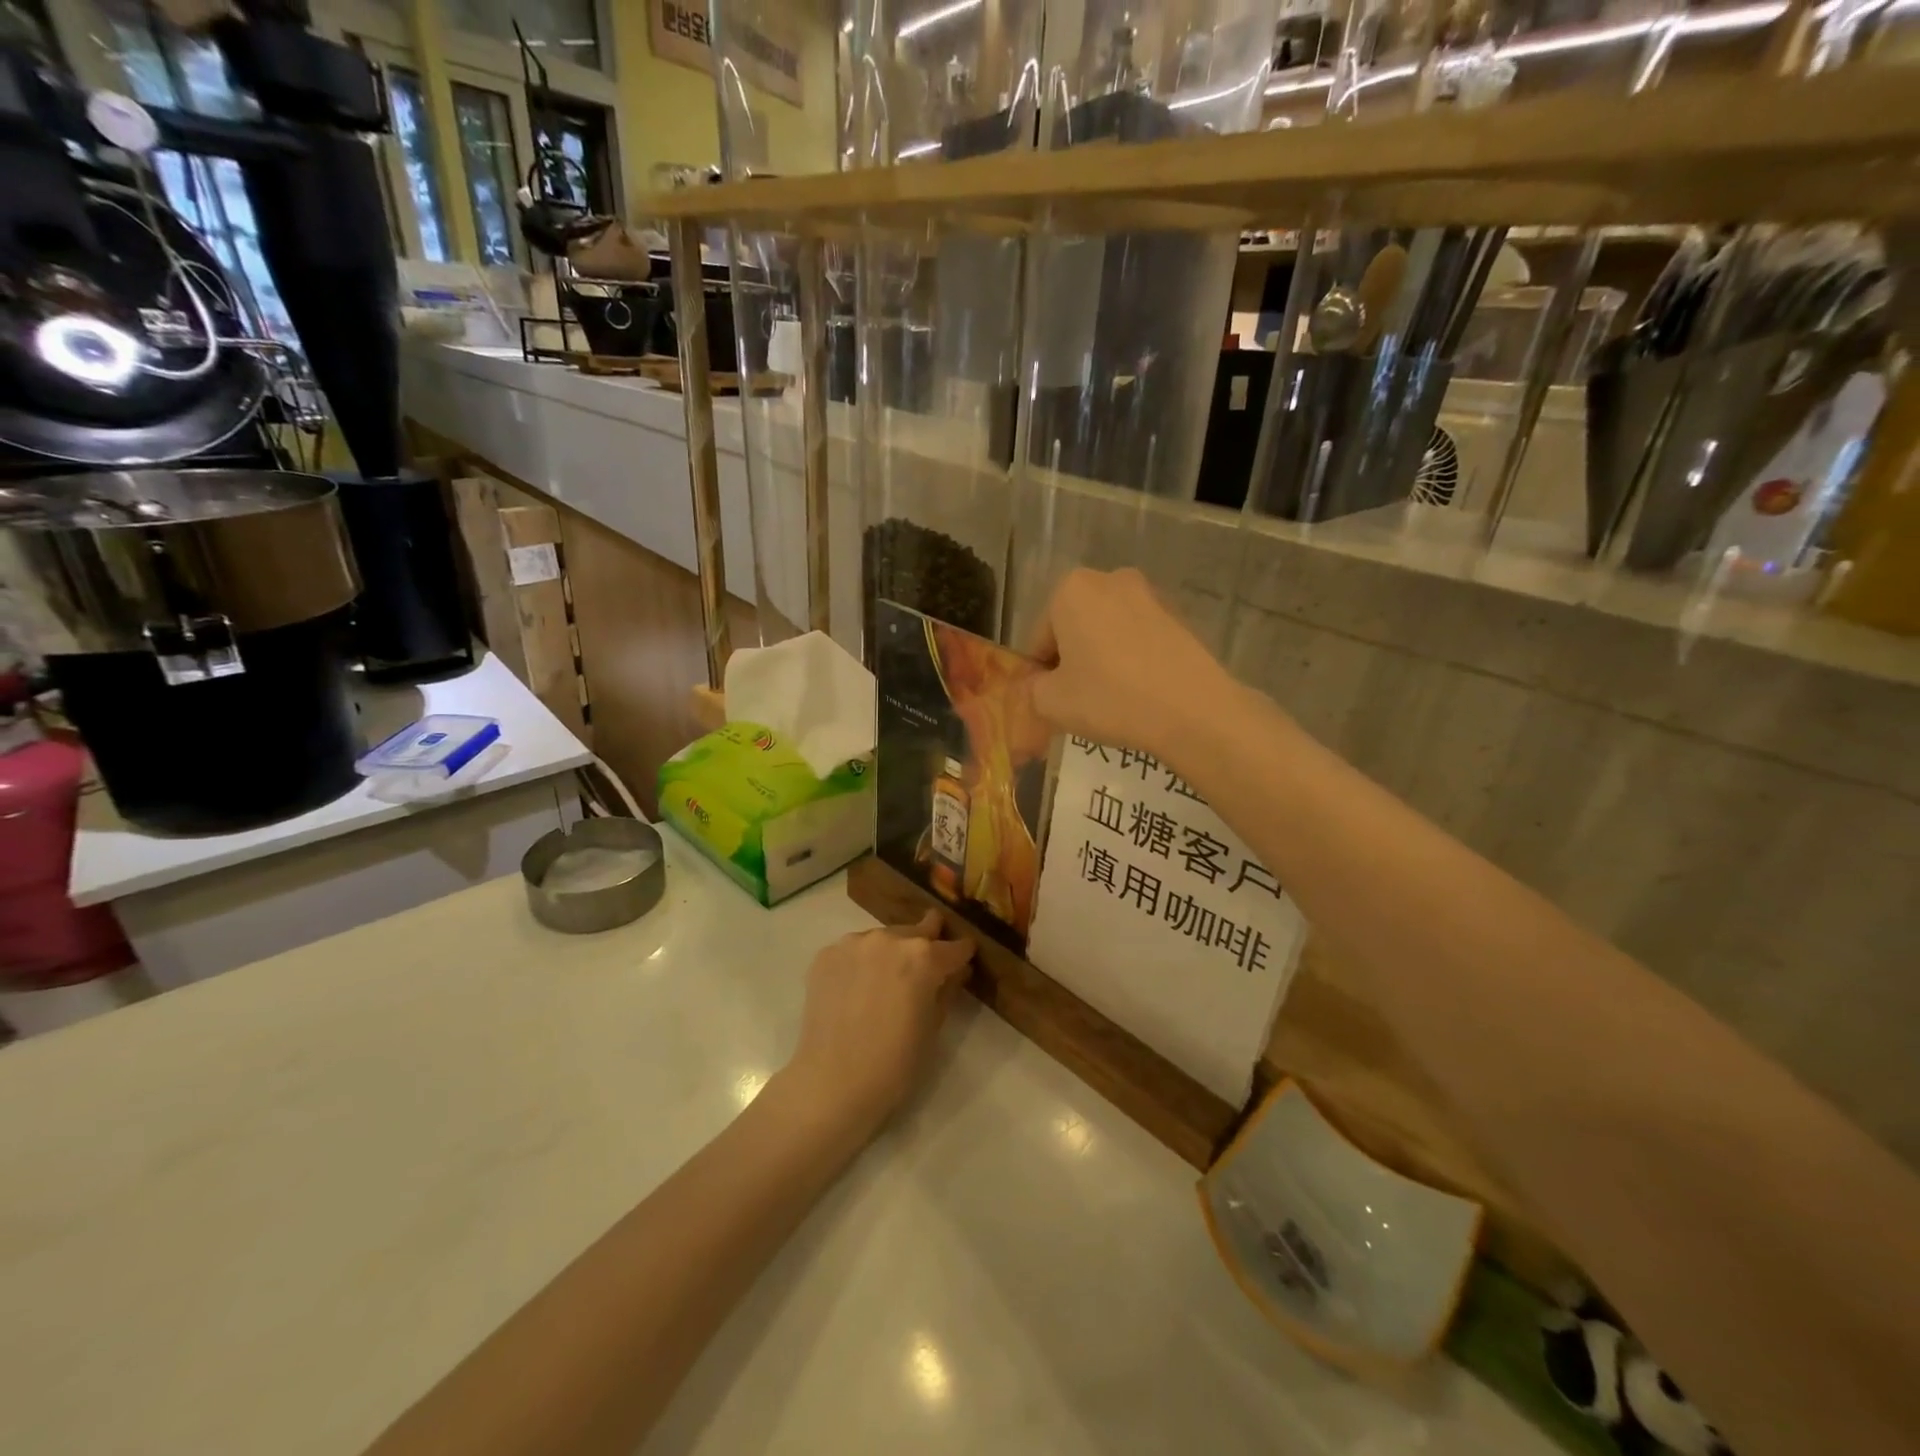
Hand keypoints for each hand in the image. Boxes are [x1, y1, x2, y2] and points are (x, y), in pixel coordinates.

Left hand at [779, 911, 974, 1138]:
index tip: (964, 958)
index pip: (954, 946)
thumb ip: (947, 989)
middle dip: (927, 943)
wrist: (832, 1083)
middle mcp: (890, 939)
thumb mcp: (934, 1026)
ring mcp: (854, 943)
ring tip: (884, 982)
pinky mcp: (826, 954)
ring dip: (891, 953)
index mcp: (923, 957)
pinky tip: (856, 989)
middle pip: (918, 931)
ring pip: (884, 938)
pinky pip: (854, 950)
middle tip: (926, 964)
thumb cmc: (895, 1063)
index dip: (962, 953)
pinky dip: (861, 963)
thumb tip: (956, 971)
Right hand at [1027, 568, 1237, 764]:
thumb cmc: (1109, 698)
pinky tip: (1139, 691)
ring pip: (1108, 631)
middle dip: (1073, 658)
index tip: (1051, 698)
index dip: (1041, 671)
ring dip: (1103, 657)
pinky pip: (1139, 638)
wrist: (1192, 709)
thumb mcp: (1051, 702)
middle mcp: (1110, 580)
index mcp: (1070, 589)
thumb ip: (1033, 689)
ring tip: (1111, 698)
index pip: (1041, 636)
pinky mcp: (1178, 615)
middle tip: (1078, 698)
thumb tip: (1040, 685)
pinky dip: (1133, 659)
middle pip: (1075, 626)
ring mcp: (1149, 594)